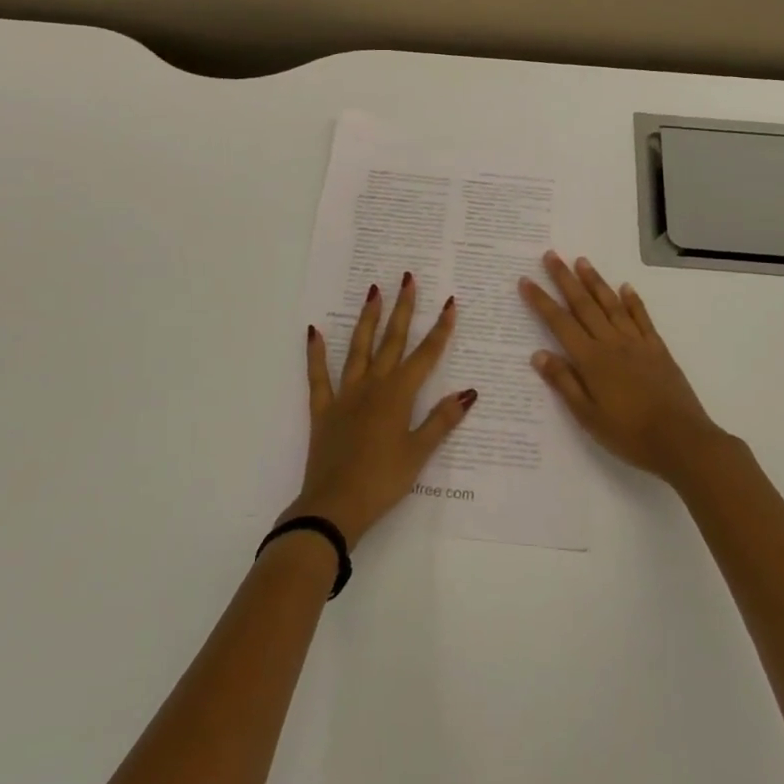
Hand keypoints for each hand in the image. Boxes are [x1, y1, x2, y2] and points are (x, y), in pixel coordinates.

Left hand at [284, 273, 475, 545]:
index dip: (440, 329)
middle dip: (403, 308)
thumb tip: (468, 391)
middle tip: (407, 278)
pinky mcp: (323, 409)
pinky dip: (316, 353)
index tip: (450, 302)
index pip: (426, 355)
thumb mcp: (419, 453)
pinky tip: (314, 331)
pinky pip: (318, 376)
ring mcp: (345, 394)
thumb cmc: (382, 481)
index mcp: (398, 395)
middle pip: (391, 341)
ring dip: (367, 319)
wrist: (334, 505)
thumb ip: (441, 420)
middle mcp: (373, 386)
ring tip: (373, 291)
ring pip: (358, 348)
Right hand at [519, 252, 724, 483]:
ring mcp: (636, 342)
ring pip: (611, 304)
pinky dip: (633, 301)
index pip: (559, 323)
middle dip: (564, 279)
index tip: (526, 279)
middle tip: (551, 255)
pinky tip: (626, 287)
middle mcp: (611, 342)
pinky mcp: (657, 348)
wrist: (681, 440)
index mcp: (591, 360)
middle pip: (583, 305)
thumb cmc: (629, 434)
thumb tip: (538, 353)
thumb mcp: (588, 416)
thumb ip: (564, 382)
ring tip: (582, 261)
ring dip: (595, 281)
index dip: (541, 301)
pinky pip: (642, 318)